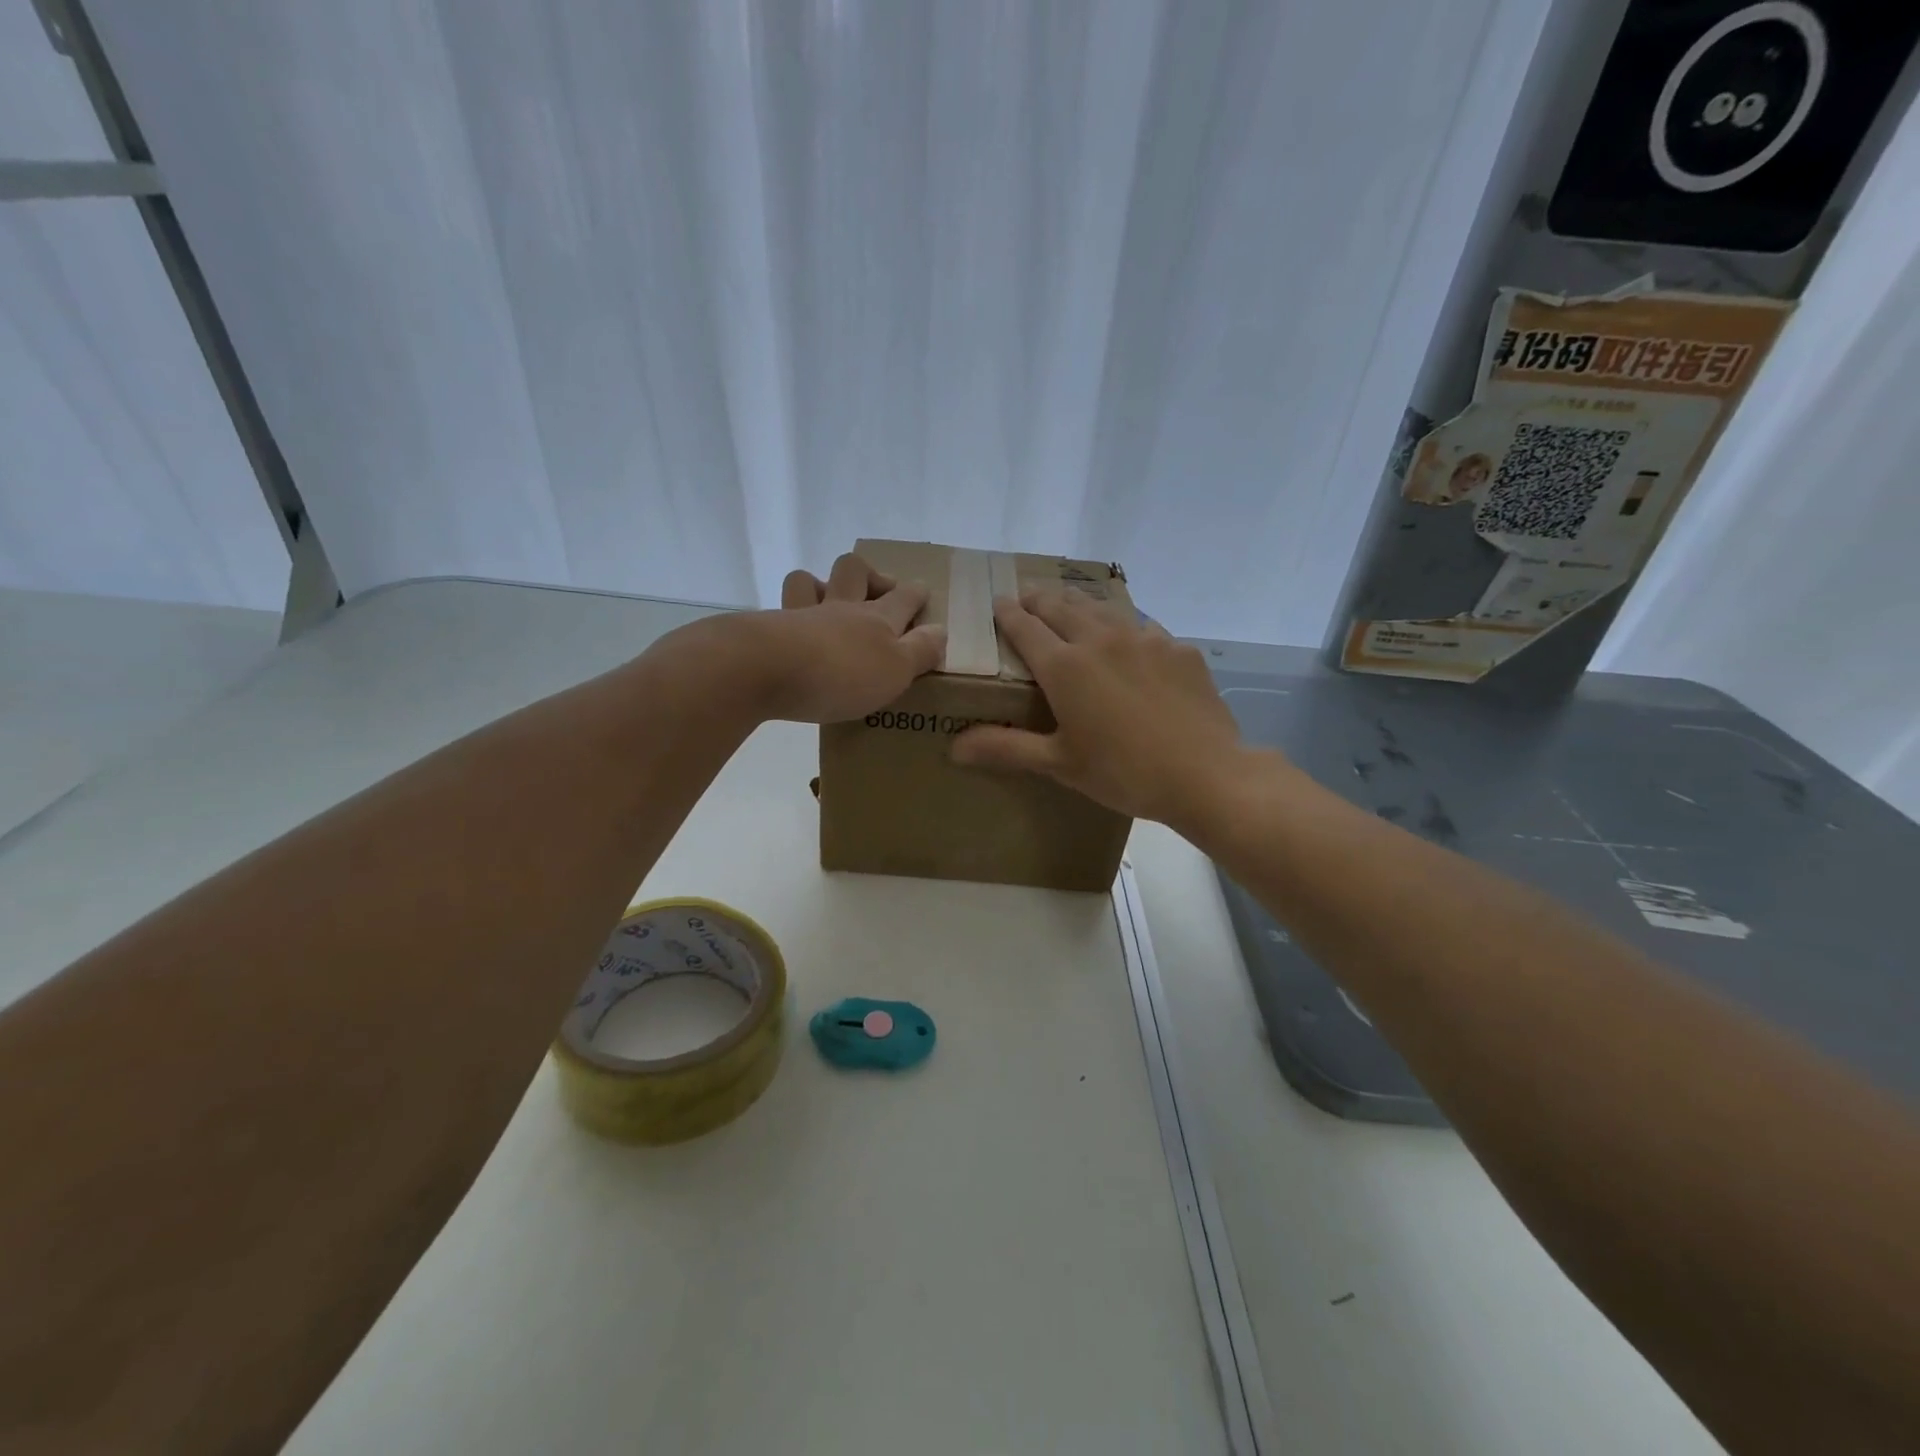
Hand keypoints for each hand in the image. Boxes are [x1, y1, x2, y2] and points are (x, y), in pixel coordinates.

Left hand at [743, 553, 946, 723]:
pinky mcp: (768, 631)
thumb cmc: (841, 674)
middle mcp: (840, 608)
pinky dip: (789, 617)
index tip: (922, 592)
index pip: (904, 598)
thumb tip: (940, 631)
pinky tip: (791, 633)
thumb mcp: (896, 670)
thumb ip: (920, 651)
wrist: (765, 669)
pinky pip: (780, 611)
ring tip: (827, 603)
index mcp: (877, 619)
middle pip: (854, 571)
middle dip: (869, 575)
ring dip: (821, 585)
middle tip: (878, 591)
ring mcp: (800, 615)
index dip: (916, 593)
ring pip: (809, 581)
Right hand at [952, 589, 1250, 827]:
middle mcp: (1101, 640)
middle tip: (1027, 593)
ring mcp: (1145, 639)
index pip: (1025, 627)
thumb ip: (1006, 747)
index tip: (998, 602)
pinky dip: (1126, 627)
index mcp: (1065, 666)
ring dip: (1080, 603)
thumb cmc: (1123, 773)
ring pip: (1103, 609)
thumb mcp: (1059, 764)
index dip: (1008, 613)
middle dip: (1040, 598)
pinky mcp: (1179, 648)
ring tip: (1070, 603)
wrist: (1206, 774)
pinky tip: (1130, 640)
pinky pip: (1144, 627)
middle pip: (1062, 607)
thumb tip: (954, 748)